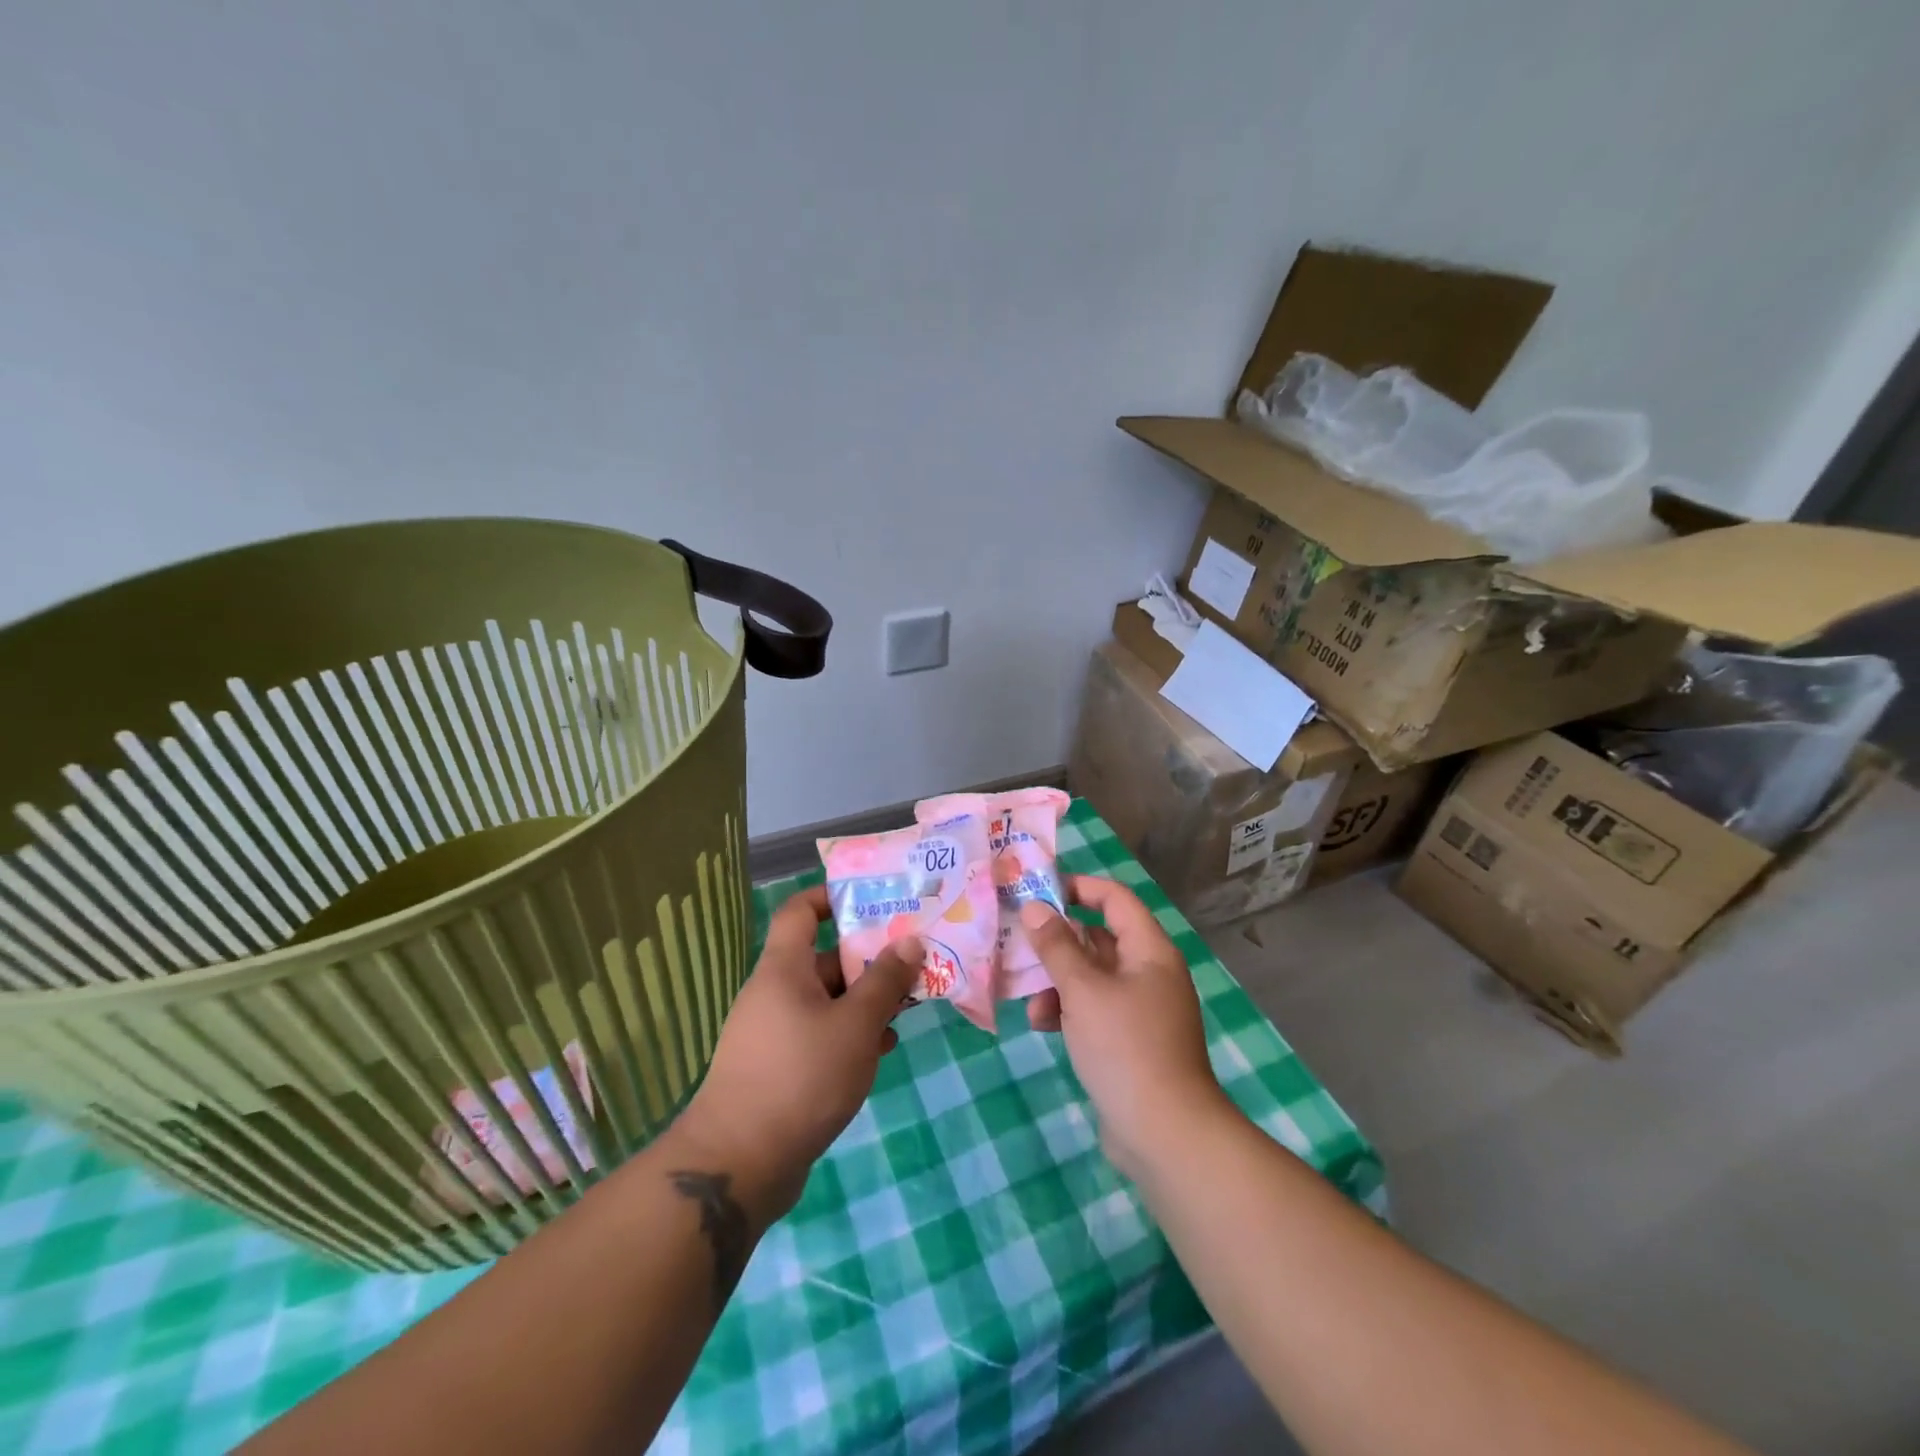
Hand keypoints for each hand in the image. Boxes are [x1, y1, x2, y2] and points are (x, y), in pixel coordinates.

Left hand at [672, 885, 920, 1220]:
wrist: (740, 1163)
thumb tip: (910, 941)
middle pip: (824, 958)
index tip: (873, 900)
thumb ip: (885, 981)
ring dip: (865, 1000)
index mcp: (784, 969)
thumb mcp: (855, 1025)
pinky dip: (849, 1033)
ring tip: (908, 1007)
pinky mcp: (779, 1066)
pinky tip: (880, 1049)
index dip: (831, 897)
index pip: (800, 911)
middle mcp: (775, 992)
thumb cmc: (801, 1077)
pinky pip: (819, 1033)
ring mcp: (774, 1031)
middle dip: (869, 959)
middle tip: (913, 961)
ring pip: (827, 999)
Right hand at [1020, 876, 1229, 1177]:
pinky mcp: (1129, 1040)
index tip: (1038, 890)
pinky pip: (1094, 1009)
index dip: (1078, 887)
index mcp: (1149, 950)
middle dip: (1058, 941)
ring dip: (1057, 981)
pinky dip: (1068, 1010)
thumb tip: (1034, 907)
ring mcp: (1141, 1008)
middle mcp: (1149, 972)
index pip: (1115, 898)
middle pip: (1099, 937)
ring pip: (1092, 976)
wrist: (1165, 1134)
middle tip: (1017, 940)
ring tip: (1028, 998)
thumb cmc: (1125, 1047)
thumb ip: (1056, 946)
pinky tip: (1041, 1025)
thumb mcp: (1083, 991)